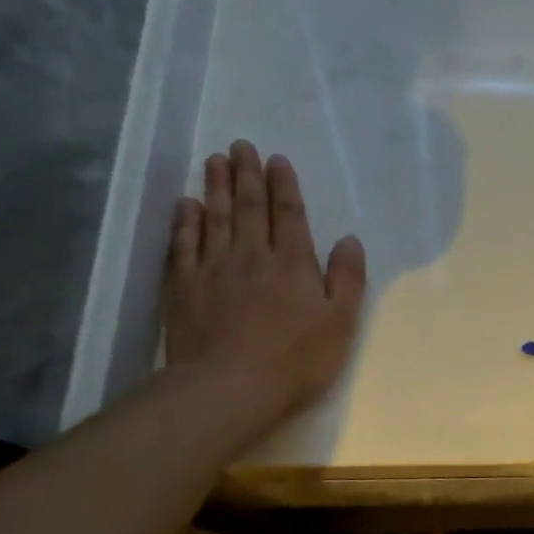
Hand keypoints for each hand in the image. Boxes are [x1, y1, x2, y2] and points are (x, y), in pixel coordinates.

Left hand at [163, 141, 365, 441]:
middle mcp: (253, 255)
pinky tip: (186, 205)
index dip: (284, 185)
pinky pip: (183, 244)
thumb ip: (347, 279)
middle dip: (246, 174)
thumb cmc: (295, 359)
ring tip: (214, 161)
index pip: (289, 214)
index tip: (276, 159)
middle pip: (249, 207)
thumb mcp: (341, 323)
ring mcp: (214, 268)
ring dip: (216, 187)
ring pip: (215, 217)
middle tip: (240, 146)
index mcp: (293, 263)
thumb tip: (350, 240)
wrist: (228, 387)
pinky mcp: (184, 287)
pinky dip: (186, 221)